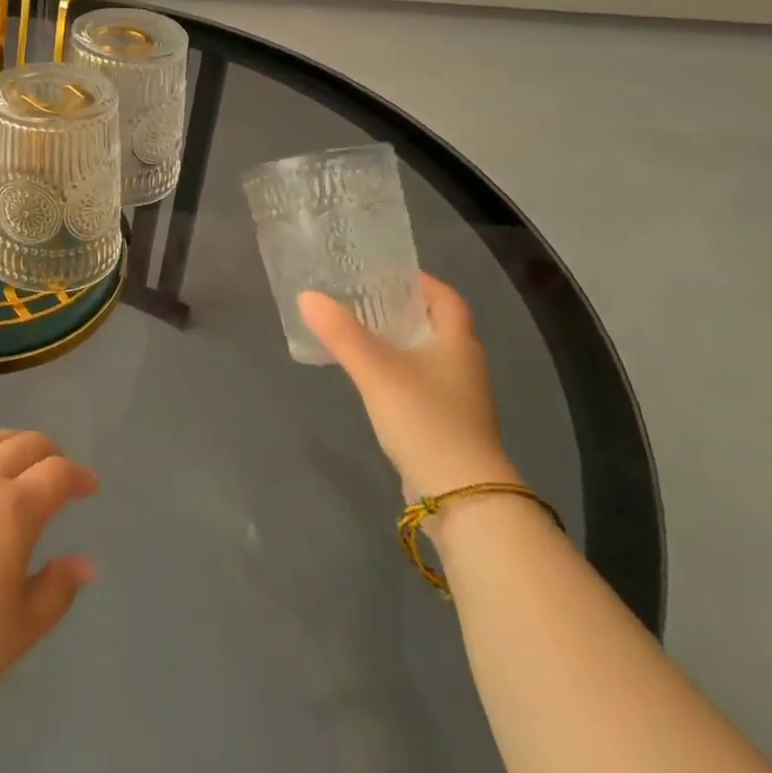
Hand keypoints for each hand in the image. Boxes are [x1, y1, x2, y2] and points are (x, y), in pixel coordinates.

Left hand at [0, 431, 97, 733]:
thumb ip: (56, 591)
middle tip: (55, 471)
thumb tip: (84, 561)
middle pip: (24, 443)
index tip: (89, 488)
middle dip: (48, 453)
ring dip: (8, 447)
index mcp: (13, 509)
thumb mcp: (16, 634)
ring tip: (12, 466)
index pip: (58, 473)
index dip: (79, 476)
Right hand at [300, 275, 518, 502]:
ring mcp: (458, 400)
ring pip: (428, 357)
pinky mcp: (446, 427)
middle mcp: (464, 367)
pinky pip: (421, 386)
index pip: (447, 299)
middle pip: (437, 326)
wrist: (463, 499)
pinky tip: (371, 379)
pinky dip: (398, 373)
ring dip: (399, 343)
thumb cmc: (426, 420)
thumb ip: (342, 334)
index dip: (422, 282)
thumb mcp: (377, 371)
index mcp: (457, 343)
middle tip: (363, 298)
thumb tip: (307, 296)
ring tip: (359, 334)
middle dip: (403, 310)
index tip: (386, 273)